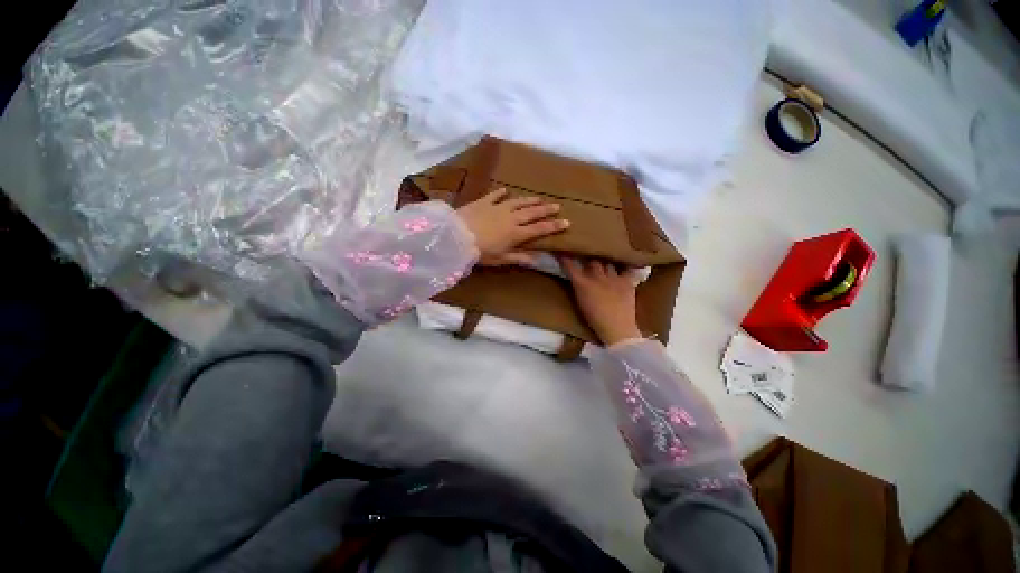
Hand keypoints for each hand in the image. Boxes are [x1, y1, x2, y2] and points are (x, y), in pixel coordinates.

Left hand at [457, 188, 569, 265]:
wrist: (457, 236)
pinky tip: (506, 190)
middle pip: (532, 213)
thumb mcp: (500, 259)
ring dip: (530, 200)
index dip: (554, 226)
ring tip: (539, 199)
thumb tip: (536, 260)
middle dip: (546, 210)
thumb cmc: (480, 252)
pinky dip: (502, 193)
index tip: (567, 222)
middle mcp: (511, 218)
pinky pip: (495, 195)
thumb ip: (518, 257)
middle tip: (557, 206)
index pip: (539, 229)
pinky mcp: (484, 202)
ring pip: (518, 202)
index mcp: (516, 233)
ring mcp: (498, 208)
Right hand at [561, 257, 642, 345]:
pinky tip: (625, 264)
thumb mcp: (580, 302)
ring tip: (606, 262)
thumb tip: (577, 278)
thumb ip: (578, 287)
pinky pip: (627, 268)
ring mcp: (613, 278)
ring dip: (605, 263)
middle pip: (592, 261)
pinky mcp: (627, 281)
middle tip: (589, 259)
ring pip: (608, 263)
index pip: (570, 266)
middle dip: (590, 259)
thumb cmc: (594, 319)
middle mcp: (597, 277)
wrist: (617, 328)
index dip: (565, 258)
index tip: (562, 252)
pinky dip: (625, 266)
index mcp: (582, 284)